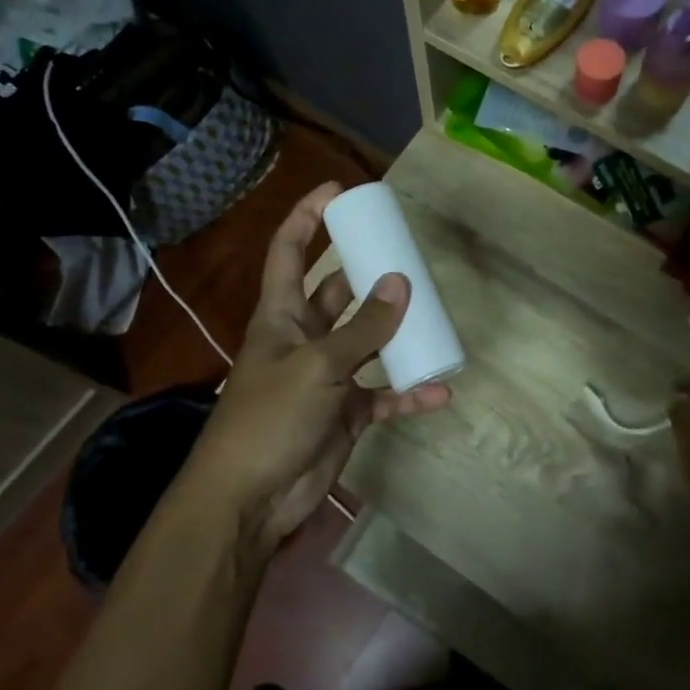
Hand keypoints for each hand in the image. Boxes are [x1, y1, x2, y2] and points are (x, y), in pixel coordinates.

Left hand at [180, 182, 450, 557]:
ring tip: (435, 317)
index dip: (308, 217)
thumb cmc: (270, 417)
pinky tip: (438, 391)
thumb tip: (401, 283)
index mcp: (282, 316)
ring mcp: (327, 378)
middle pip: (337, 294)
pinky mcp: (346, 414)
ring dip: (398, 335)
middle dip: (367, 274)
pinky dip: (408, 394)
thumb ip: (362, 328)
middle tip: (406, 255)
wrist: (251, 497)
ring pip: (369, 344)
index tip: (339, 191)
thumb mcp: (317, 365)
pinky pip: (383, 396)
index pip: (290, 252)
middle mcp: (304, 340)